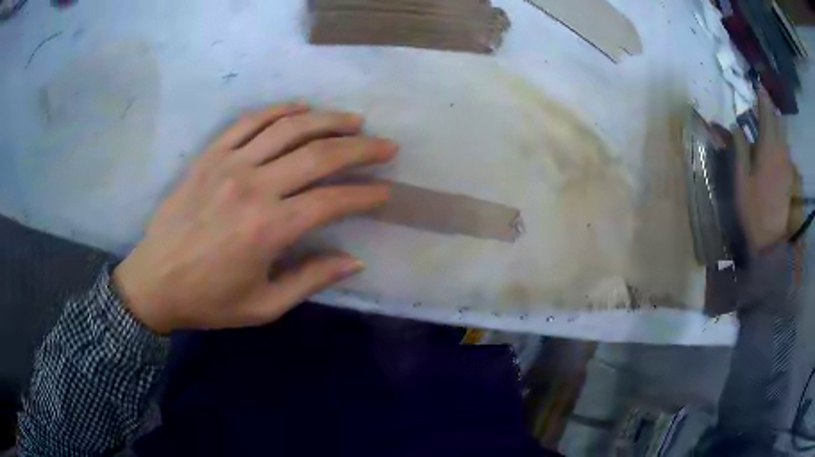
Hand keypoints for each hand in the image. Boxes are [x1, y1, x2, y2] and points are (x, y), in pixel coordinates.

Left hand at [113, 103, 397, 333]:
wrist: (154, 282)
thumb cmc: (208, 301)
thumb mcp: (264, 306)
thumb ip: (311, 280)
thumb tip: (354, 260)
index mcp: (269, 229)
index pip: (332, 201)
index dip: (365, 194)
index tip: (385, 191)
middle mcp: (254, 187)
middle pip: (318, 155)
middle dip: (360, 148)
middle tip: (386, 146)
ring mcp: (229, 165)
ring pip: (288, 129)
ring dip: (327, 120)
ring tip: (353, 120)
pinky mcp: (210, 155)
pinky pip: (249, 121)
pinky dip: (278, 110)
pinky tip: (301, 107)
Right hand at [732, 87, 792, 253]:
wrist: (771, 243)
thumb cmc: (753, 210)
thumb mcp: (740, 179)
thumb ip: (739, 148)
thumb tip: (735, 126)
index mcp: (769, 147)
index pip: (766, 113)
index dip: (762, 98)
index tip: (757, 86)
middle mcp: (781, 151)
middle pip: (777, 122)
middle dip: (769, 111)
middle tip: (761, 107)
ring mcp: (788, 165)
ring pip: (782, 138)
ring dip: (774, 129)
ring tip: (766, 130)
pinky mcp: (791, 178)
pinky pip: (785, 153)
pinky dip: (779, 147)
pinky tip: (773, 154)